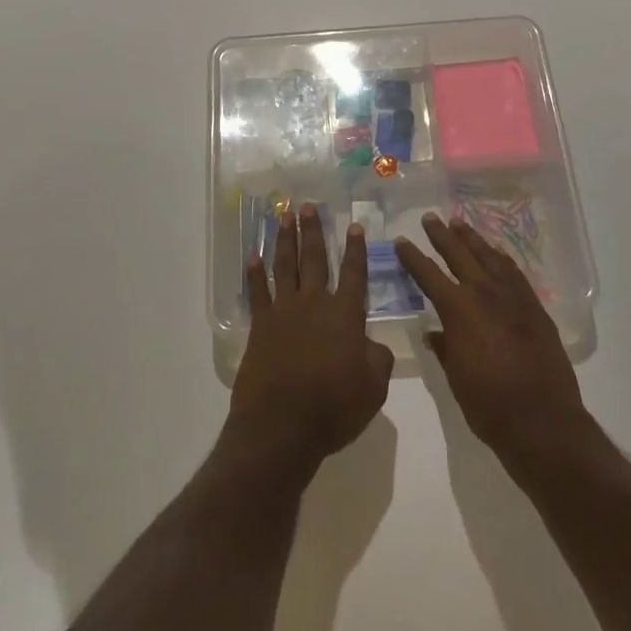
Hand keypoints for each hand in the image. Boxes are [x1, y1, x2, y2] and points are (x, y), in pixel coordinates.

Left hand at [230, 204, 394, 474]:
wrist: (282, 425)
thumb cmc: (334, 408)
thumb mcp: (373, 388)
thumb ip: (377, 359)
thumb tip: (372, 344)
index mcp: (345, 315)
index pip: (354, 273)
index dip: (355, 249)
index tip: (354, 225)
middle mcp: (315, 304)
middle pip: (314, 259)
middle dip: (313, 231)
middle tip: (309, 205)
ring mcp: (284, 312)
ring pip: (285, 266)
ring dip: (285, 239)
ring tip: (285, 216)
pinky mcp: (260, 326)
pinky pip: (257, 292)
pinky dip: (255, 274)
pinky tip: (253, 257)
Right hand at [396, 214, 589, 476]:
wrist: (543, 422)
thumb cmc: (490, 405)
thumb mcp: (455, 378)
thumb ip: (445, 348)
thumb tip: (434, 333)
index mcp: (459, 311)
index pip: (428, 275)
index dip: (412, 257)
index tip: (400, 241)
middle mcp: (485, 294)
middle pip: (459, 254)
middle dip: (441, 235)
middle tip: (430, 217)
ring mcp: (513, 297)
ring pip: (489, 256)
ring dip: (472, 239)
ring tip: (459, 224)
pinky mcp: (535, 307)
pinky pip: (514, 272)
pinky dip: (500, 258)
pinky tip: (496, 253)